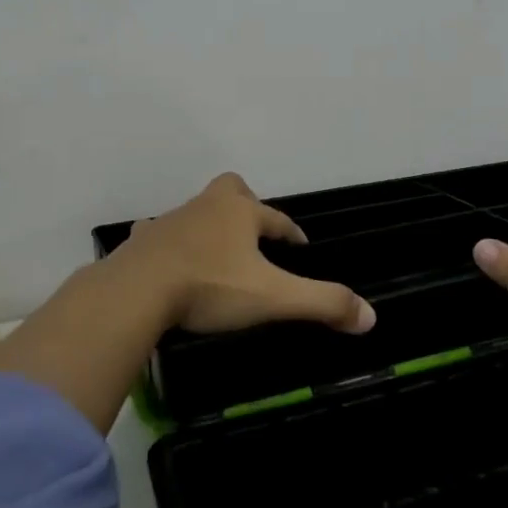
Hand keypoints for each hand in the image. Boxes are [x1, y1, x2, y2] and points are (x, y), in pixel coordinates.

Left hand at [110, 173, 375, 335]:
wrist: (137, 291)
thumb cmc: (211, 287)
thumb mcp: (273, 298)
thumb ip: (322, 303)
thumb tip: (370, 316)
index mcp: (240, 213)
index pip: (277, 218)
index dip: (292, 233)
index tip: (301, 249)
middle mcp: (206, 207)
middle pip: (232, 190)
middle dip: (246, 205)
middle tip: (253, 235)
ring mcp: (170, 221)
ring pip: (196, 211)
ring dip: (209, 226)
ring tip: (217, 255)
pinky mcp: (143, 240)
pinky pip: (159, 233)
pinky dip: (169, 243)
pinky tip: (170, 261)